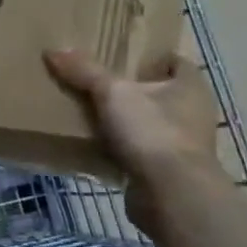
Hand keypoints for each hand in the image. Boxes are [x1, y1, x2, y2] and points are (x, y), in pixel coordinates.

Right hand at [45, 49, 224, 237]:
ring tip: (88, 110)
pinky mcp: (167, 172)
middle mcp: (192, 113)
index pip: (173, 60)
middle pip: (157, 92)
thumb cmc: (152, 132)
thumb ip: (85, 71)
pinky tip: (93, 142)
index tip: (119, 53)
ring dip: (124, 120)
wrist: (171, 196)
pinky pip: (138, 151)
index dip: (148, 55)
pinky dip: (120, 147)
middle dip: (130, 88)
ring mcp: (182, 145)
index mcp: (190, 85)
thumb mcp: (113, 93)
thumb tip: (54, 50)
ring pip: (147, 123)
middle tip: (95, 79)